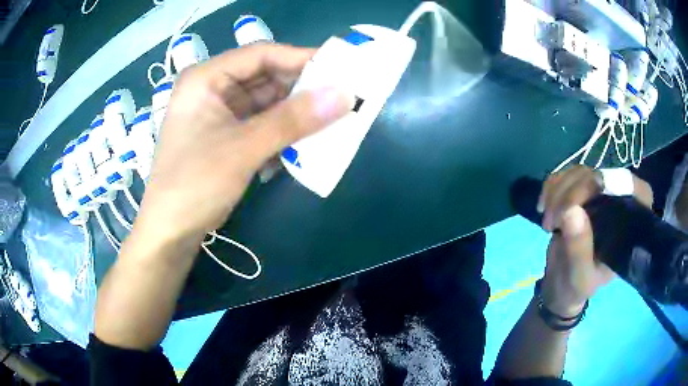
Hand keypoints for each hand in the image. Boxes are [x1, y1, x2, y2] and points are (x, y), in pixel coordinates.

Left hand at [136, 44, 351, 244]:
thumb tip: (344, 95)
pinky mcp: (225, 135)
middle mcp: (212, 89)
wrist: (170, 232)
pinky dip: (281, 132)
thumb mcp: (244, 148)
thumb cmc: (195, 184)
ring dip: (295, 114)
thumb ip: (293, 120)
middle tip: (341, 97)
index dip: (302, 58)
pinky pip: (260, 124)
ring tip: (331, 121)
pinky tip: (303, 143)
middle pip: (265, 77)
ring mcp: (218, 113)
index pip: (261, 55)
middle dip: (301, 89)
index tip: (340, 69)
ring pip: (266, 102)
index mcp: (206, 78)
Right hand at [537, 166, 653, 316]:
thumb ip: (579, 249)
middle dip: (572, 192)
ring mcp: (600, 194)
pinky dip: (552, 186)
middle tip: (551, 219)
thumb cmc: (577, 286)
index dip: (607, 185)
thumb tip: (571, 210)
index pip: (630, 187)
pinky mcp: (582, 191)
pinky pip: (567, 175)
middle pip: (601, 176)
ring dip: (558, 191)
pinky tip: (543, 206)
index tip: (574, 206)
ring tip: (547, 221)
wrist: (561, 284)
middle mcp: (620, 202)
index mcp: (631, 223)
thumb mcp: (579, 276)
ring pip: (581, 173)